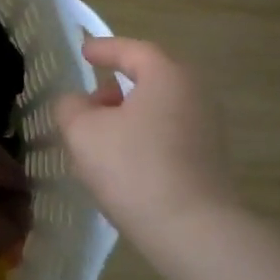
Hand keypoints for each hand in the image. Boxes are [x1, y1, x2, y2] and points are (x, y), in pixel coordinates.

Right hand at [55, 37, 236, 238]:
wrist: (192, 230)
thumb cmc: (134, 168)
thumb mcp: (83, 132)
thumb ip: (70, 107)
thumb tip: (76, 103)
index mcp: (167, 76)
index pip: (132, 50)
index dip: (103, 49)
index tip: (83, 51)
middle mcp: (194, 94)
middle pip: (149, 79)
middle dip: (116, 87)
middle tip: (88, 102)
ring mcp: (207, 128)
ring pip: (158, 109)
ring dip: (127, 116)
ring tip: (98, 138)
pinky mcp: (209, 160)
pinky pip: (168, 134)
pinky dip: (143, 137)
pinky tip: (121, 162)